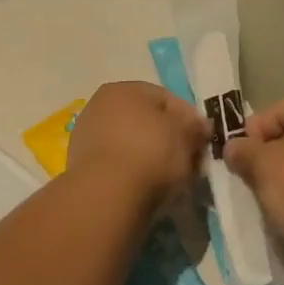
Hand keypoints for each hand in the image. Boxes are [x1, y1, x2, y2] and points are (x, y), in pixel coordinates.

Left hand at [66, 81, 210, 213]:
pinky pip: (118, 164)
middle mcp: (99, 105)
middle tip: (189, 161)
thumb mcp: (187, 136)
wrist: (106, 195)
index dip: (189, 119)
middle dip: (170, 139)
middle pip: (146, 121)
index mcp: (123, 89)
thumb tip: (198, 126)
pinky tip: (147, 187)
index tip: (203, 141)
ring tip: (171, 179)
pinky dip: (133, 172)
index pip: (166, 99)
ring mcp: (86, 136)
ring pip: (132, 144)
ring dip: (152, 157)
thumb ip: (195, 127)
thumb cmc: (151, 154)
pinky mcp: (80, 165)